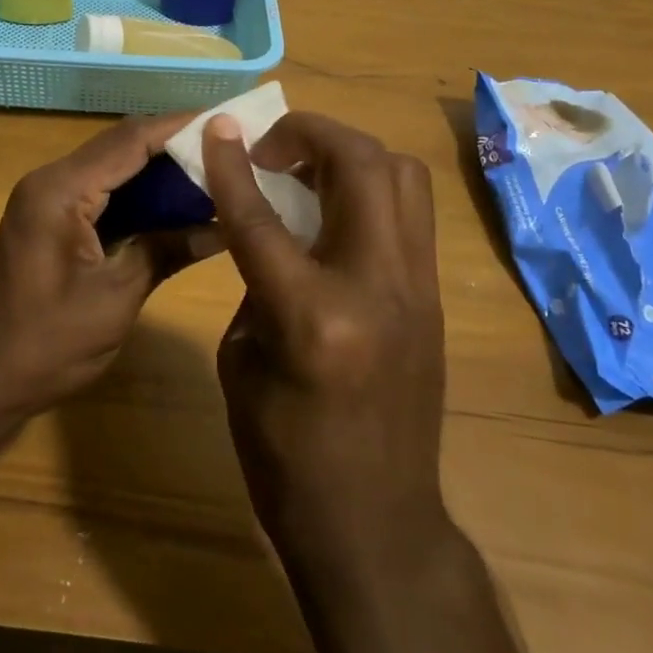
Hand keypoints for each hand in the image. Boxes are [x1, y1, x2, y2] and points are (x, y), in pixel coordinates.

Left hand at [0, 113, 222, 431]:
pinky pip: (102, 194)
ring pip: (114, 169)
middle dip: (176, 147)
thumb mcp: (115, 299)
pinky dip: (140, 196)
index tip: (231, 123)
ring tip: (216, 174)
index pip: (130, 140)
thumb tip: (224, 226)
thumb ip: (165, 251)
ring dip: (160, 171)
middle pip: (122, 146)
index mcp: (61, 191)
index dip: (181, 127)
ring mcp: (47, 201)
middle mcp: (51, 182)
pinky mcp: (51, 222)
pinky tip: (177, 206)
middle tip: (232, 151)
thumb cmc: (43, 345)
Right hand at [202, 111, 447, 574]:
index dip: (233, 163)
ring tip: (306, 170)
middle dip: (310, 133)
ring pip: (402, 175)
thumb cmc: (285, 457)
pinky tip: (334, 211)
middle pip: (360, 164)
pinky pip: (408, 212)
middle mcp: (378, 287)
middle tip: (271, 148)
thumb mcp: (242, 362)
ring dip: (348, 154)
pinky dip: (369, 189)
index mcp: (313, 315)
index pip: (262, 215)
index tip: (218, 128)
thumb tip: (270, 232)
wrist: (375, 525)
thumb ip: (256, 282)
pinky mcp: (435, 298)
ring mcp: (418, 289)